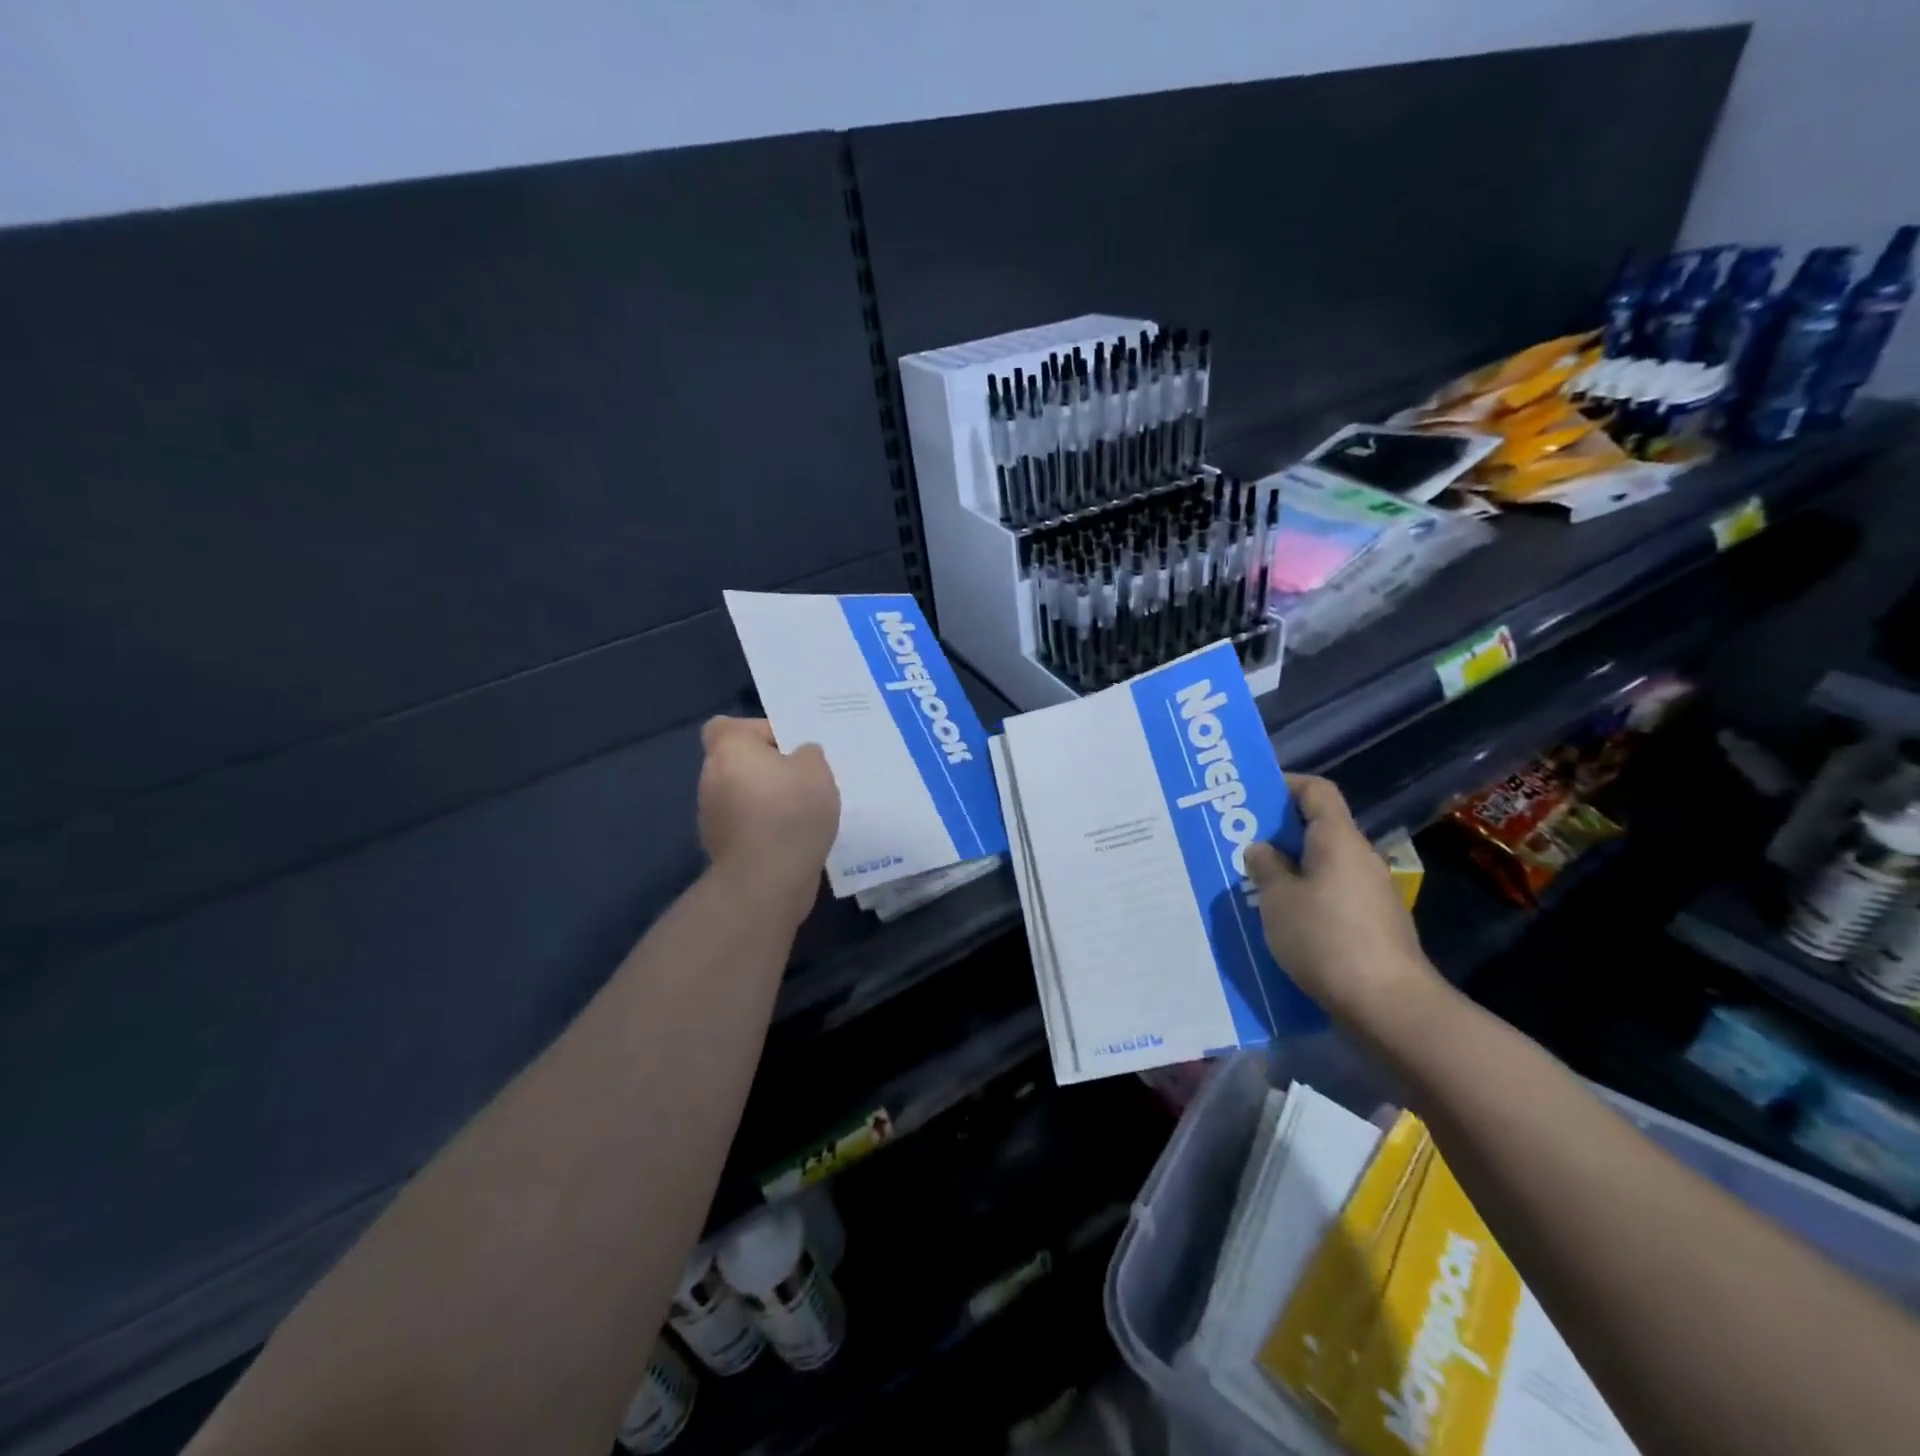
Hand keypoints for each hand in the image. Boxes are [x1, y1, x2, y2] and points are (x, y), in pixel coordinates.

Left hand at [697, 717, 839, 920]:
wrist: (766, 879)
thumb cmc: (790, 812)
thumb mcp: (817, 771)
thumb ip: (809, 754)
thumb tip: (800, 755)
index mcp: (729, 749)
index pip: (727, 726)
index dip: (756, 731)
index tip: (787, 746)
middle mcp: (711, 777)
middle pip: (737, 762)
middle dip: (767, 768)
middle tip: (802, 779)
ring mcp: (711, 814)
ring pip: (741, 794)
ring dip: (765, 798)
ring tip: (802, 811)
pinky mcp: (720, 846)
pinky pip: (745, 824)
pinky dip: (763, 826)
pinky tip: (791, 837)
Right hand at [1243, 774, 1444, 1034]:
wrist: (1388, 1005)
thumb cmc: (1325, 939)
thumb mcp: (1278, 899)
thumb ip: (1266, 867)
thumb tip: (1262, 849)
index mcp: (1338, 840)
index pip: (1316, 791)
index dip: (1285, 784)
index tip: (1253, 795)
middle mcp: (1360, 859)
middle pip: (1319, 829)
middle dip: (1279, 833)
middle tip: (1240, 843)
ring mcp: (1372, 894)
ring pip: (1323, 866)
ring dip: (1291, 870)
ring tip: (1252, 885)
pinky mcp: (1374, 926)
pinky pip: (1332, 897)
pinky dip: (1306, 899)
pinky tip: (1280, 922)